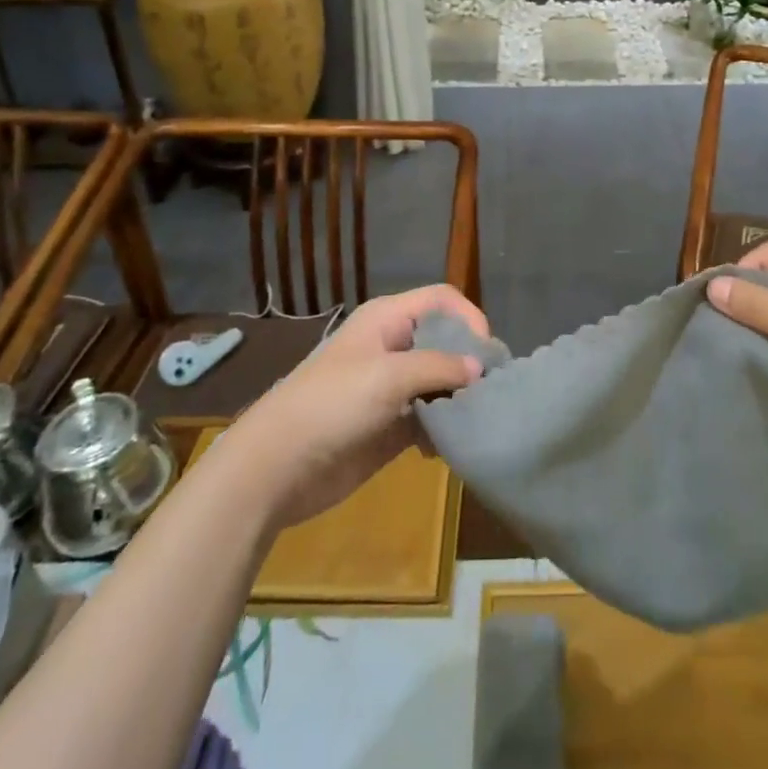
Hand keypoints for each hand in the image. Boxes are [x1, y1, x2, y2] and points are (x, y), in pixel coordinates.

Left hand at [223, 286, 487, 529]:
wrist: (276, 467)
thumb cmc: (332, 405)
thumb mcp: (388, 376)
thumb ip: (438, 367)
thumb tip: (479, 368)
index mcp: (388, 320)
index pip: (442, 301)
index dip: (468, 319)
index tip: (486, 354)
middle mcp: (393, 347)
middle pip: (446, 341)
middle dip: (470, 362)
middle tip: (491, 389)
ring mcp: (392, 388)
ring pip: (441, 381)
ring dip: (459, 398)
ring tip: (474, 419)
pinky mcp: (390, 426)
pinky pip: (429, 418)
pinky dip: (443, 428)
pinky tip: (446, 446)